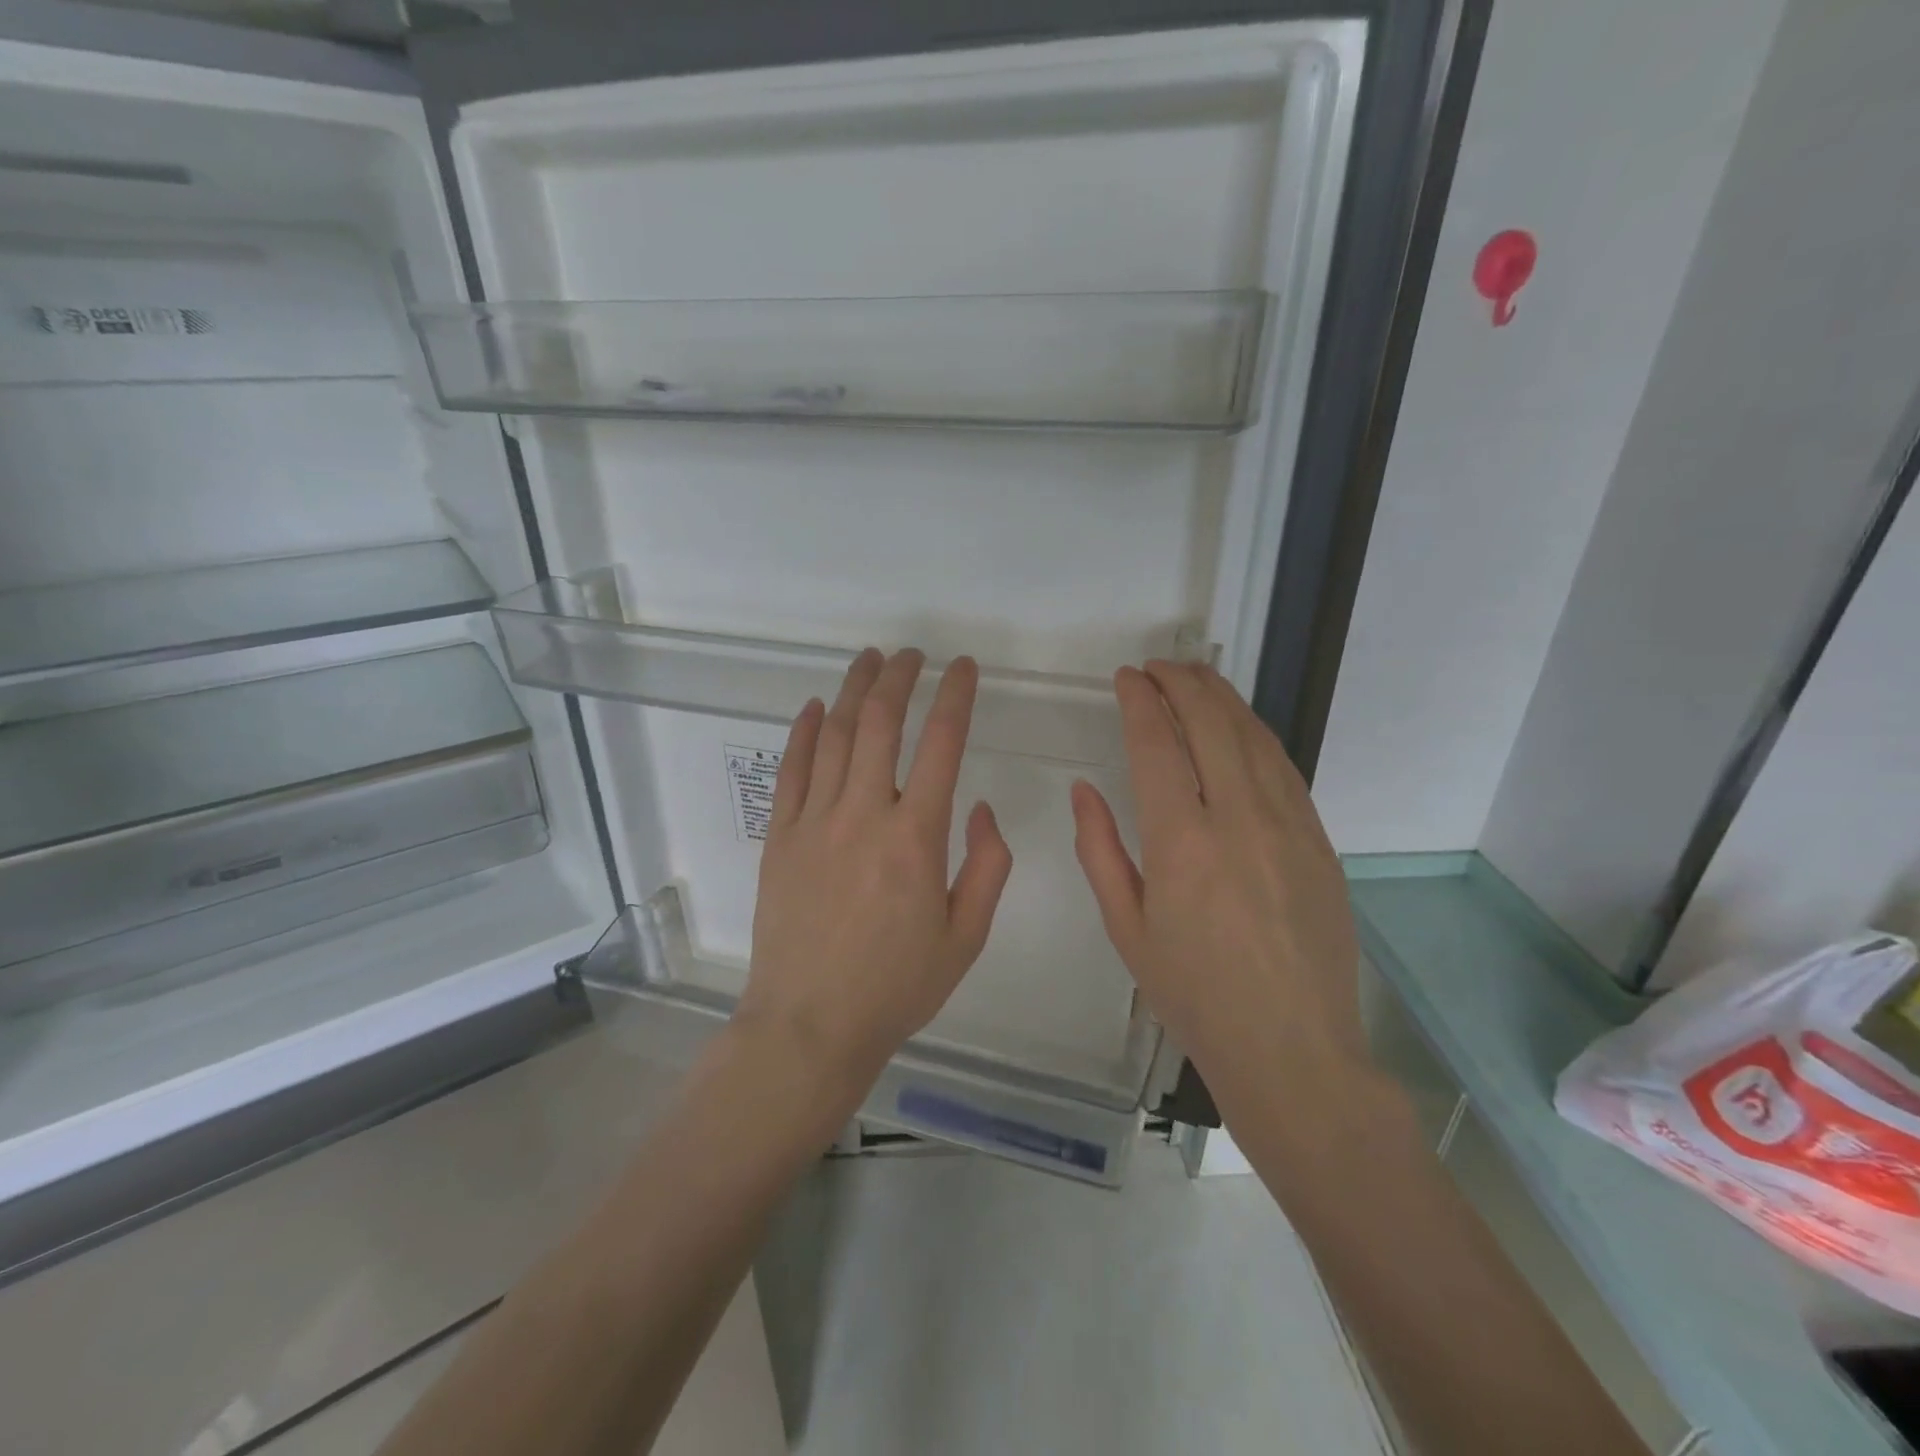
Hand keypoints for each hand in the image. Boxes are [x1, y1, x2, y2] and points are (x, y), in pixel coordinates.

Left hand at [738, 648, 1013, 1095]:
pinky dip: (802, 731)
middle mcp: (864, 814)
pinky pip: (791, 770)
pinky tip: (813, 707)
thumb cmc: (896, 986)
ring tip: (869, 660)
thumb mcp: (966, 936)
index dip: (956, 696)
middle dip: (900, 678)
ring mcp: (814, 821)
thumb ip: (987, 866)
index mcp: (916, 838)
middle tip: (913, 655)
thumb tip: (979, 807)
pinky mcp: (780, 837)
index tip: (964, 668)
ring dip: (852, 690)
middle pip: (880, 723)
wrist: (810, 1025)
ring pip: (833, 735)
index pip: (942, 744)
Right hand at [1070, 662, 1366, 1121]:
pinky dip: (1255, 732)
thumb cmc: (1194, 995)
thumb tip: (1085, 789)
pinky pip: (1283, 767)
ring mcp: (1289, 825)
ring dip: (1221, 698)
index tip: (1126, 678)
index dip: (1140, 702)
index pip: (1157, 745)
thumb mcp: (1126, 928)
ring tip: (1194, 677)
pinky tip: (1238, 726)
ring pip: (1253, 736)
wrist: (1292, 1048)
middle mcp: (1239, 819)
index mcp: (1182, 843)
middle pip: (1211, 724)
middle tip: (1156, 667)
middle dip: (1180, 683)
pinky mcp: (1320, 839)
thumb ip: (1099, 849)